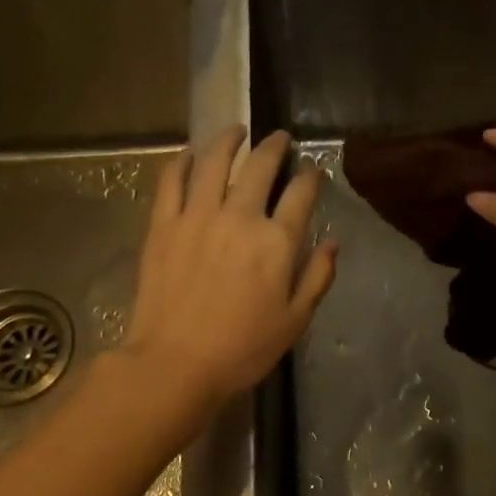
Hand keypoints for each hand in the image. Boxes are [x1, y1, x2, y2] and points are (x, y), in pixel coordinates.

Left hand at [122, 127, 337, 406]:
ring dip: (228, 141)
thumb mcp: (295, 320)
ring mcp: (197, 216)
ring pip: (215, 162)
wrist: (175, 364)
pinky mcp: (163, 225)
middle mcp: (239, 217)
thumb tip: (332, 242)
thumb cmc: (243, 348)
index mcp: (276, 242)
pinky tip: (189, 153)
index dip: (310, 176)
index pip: (300, 194)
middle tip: (279, 138)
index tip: (313, 170)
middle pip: (260, 167)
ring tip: (236, 131)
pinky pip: (172, 180)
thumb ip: (318, 276)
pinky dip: (182, 161)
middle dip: (274, 147)